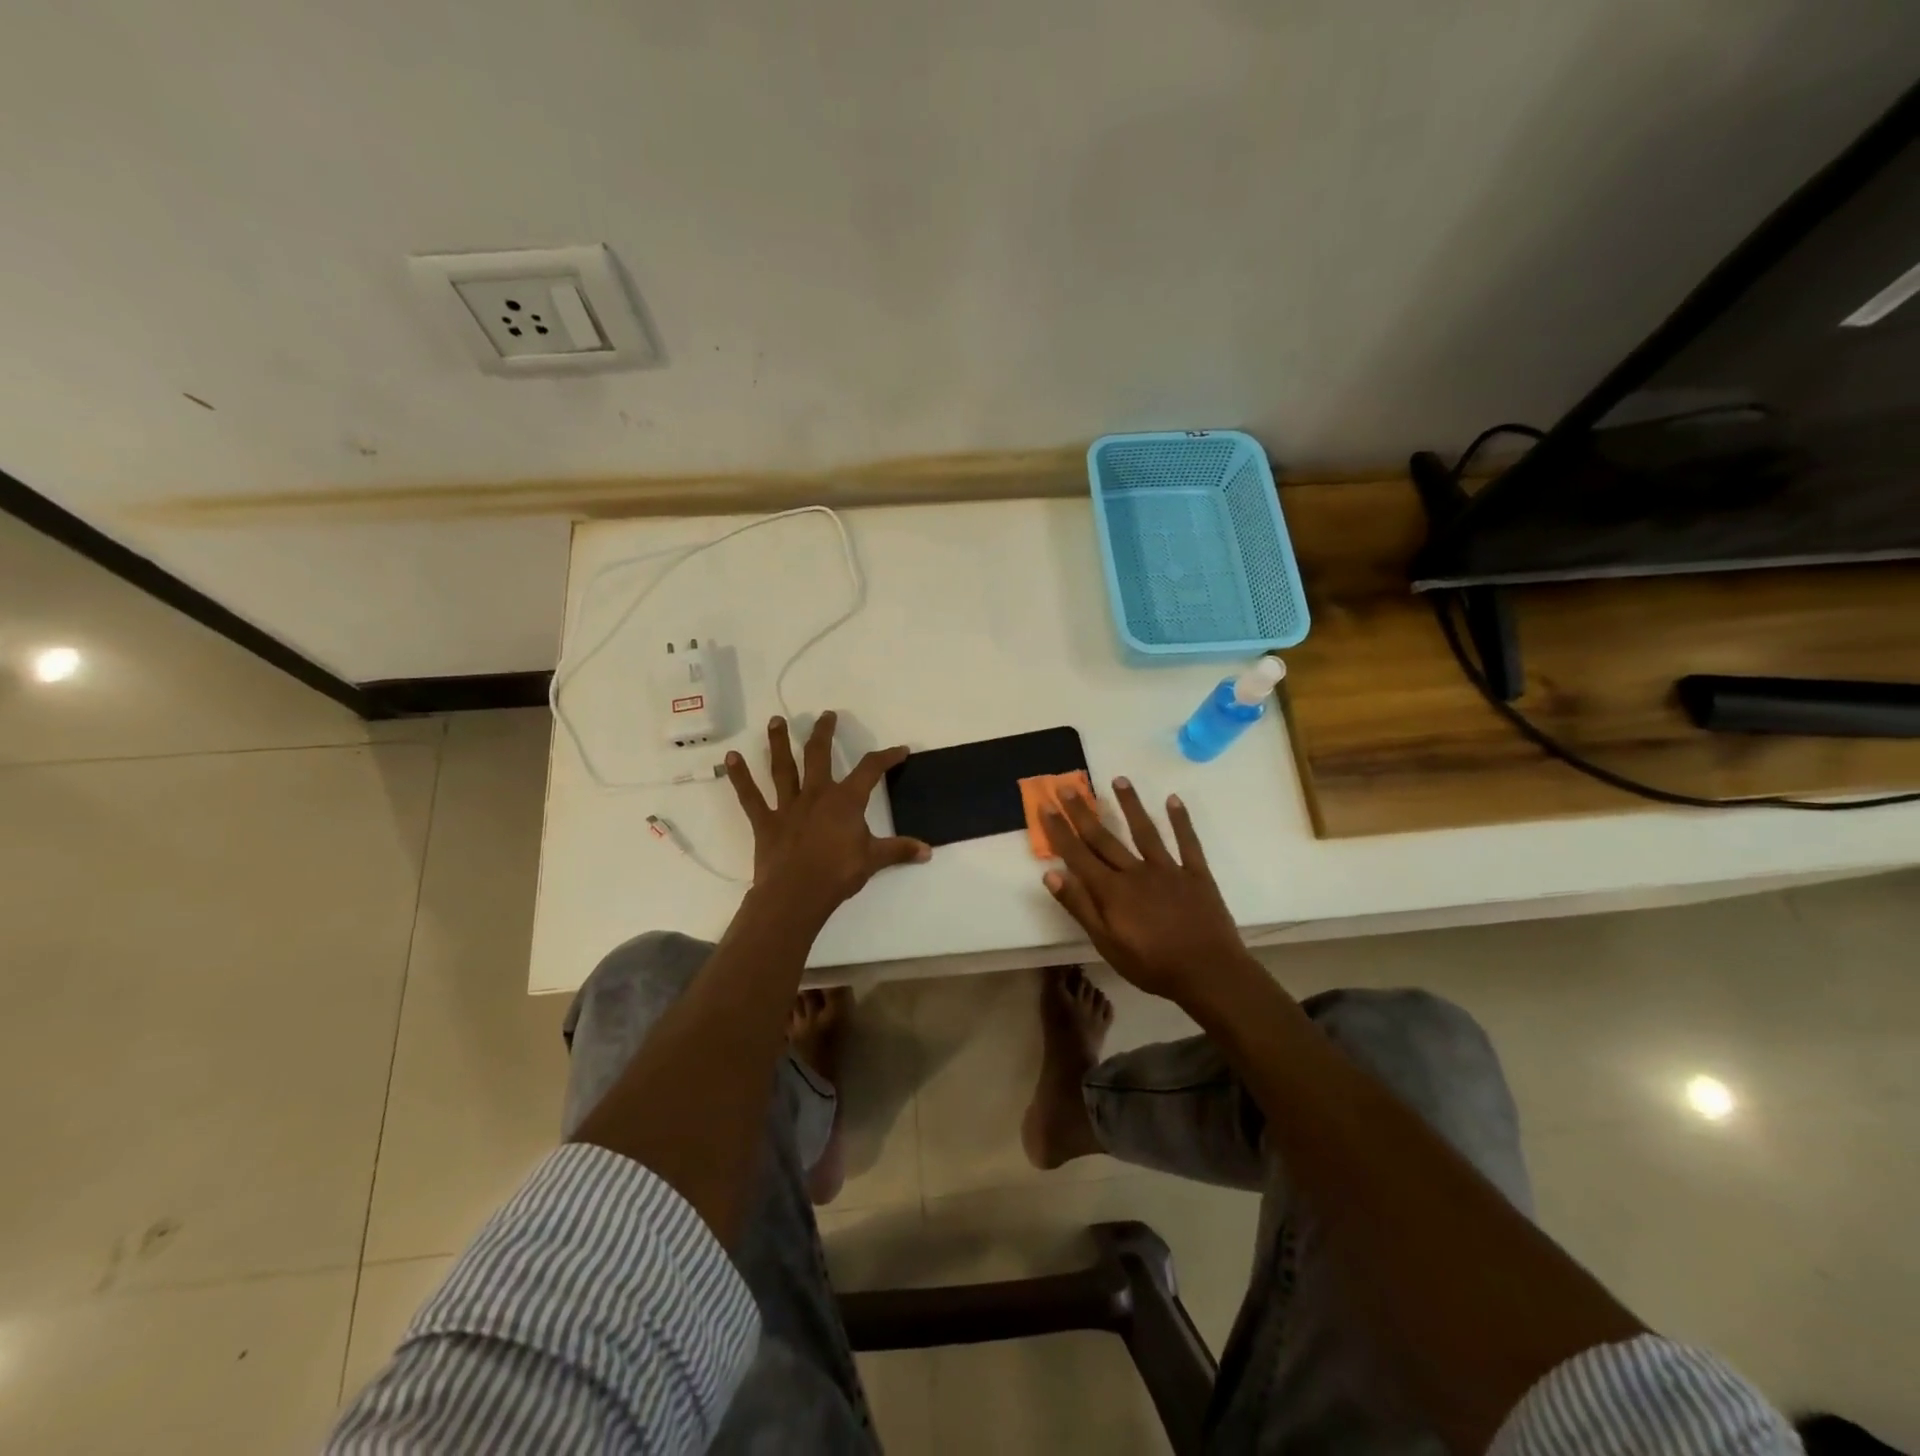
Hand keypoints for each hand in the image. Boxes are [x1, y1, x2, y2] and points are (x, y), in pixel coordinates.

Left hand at [725, 712, 930, 924]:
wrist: (796, 895)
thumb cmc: (838, 874)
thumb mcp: (874, 860)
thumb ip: (900, 850)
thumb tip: (928, 851)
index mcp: (845, 800)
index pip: (870, 770)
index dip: (886, 757)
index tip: (899, 749)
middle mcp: (816, 794)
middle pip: (819, 755)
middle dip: (824, 733)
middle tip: (827, 715)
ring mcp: (788, 806)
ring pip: (783, 768)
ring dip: (779, 743)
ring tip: (775, 721)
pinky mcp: (766, 822)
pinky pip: (750, 797)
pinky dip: (740, 778)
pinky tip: (730, 758)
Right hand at [1042, 778, 1256, 1005]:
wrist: (1209, 973)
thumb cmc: (1152, 965)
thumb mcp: (1107, 944)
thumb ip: (1080, 907)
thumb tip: (1051, 874)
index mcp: (1111, 890)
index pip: (1078, 854)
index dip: (1059, 830)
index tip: (1045, 805)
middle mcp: (1136, 872)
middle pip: (1104, 838)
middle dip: (1083, 812)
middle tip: (1068, 786)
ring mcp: (1168, 869)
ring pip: (1144, 831)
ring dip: (1130, 804)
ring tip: (1118, 779)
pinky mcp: (1196, 874)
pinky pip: (1187, 842)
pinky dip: (1181, 820)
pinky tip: (1173, 800)